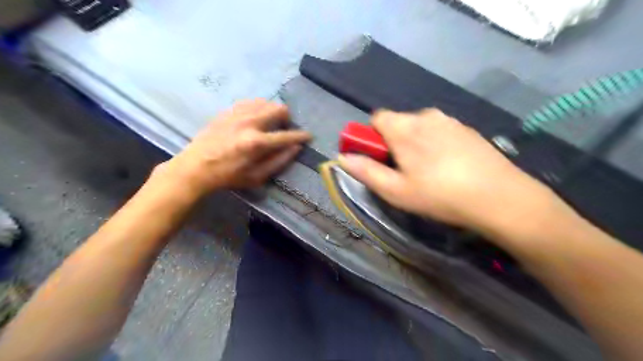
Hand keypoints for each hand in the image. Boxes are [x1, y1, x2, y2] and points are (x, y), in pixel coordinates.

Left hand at [152, 98, 307, 197]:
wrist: (195, 167)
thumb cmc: (228, 176)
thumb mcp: (257, 176)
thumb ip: (279, 161)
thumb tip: (296, 148)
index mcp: (257, 142)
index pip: (286, 135)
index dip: (300, 136)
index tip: (308, 136)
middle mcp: (249, 123)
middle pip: (278, 109)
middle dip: (287, 118)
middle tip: (284, 129)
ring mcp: (237, 114)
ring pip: (265, 102)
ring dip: (273, 111)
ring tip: (270, 123)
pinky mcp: (227, 111)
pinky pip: (250, 101)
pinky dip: (258, 107)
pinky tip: (256, 117)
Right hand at [342, 109, 557, 233]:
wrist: (500, 197)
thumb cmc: (440, 195)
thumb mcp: (396, 190)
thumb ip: (366, 171)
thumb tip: (342, 157)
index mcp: (404, 128)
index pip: (376, 118)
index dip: (372, 137)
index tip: (380, 158)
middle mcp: (426, 116)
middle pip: (398, 122)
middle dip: (394, 142)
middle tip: (404, 170)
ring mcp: (449, 120)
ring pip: (420, 126)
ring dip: (415, 143)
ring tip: (428, 171)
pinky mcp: (467, 128)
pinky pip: (440, 131)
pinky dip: (435, 143)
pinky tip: (448, 166)